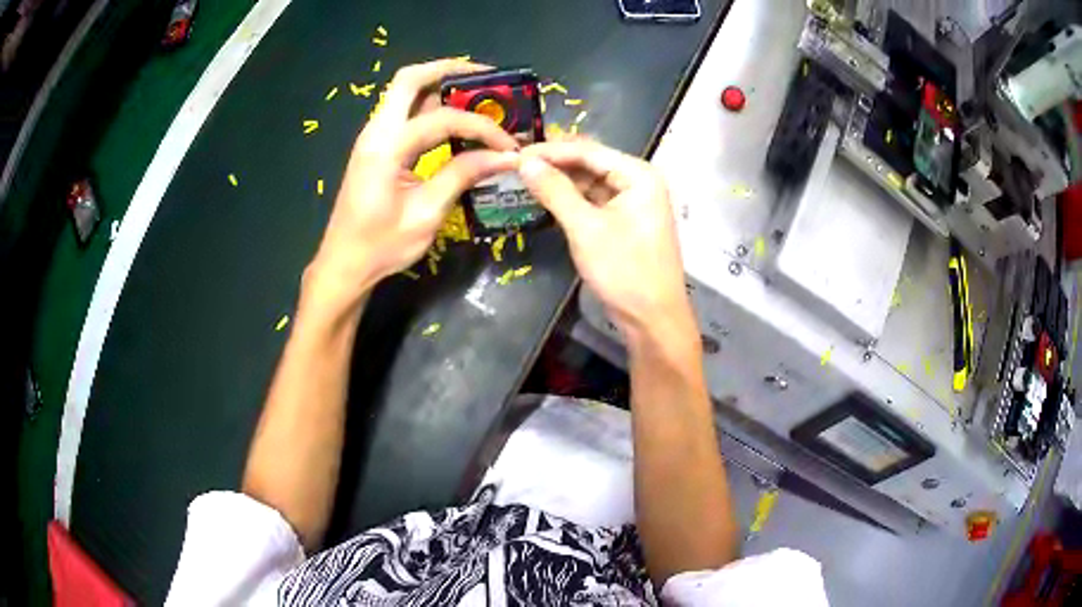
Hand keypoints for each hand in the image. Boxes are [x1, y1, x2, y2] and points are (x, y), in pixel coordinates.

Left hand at [310, 59, 519, 302]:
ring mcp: (372, 137)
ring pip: (405, 92)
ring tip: (477, 94)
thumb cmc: (381, 246)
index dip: (482, 127)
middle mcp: (375, 132)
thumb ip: (463, 175)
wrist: (344, 265)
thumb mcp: (427, 214)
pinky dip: (430, 105)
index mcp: (386, 148)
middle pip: (409, 79)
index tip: (509, 145)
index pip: (443, 119)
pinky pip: (403, 112)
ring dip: (440, 85)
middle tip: (487, 79)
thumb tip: (505, 157)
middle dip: (449, 71)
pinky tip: (454, 119)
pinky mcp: (375, 147)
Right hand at [518, 140, 691, 337]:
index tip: (515, 152)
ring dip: (562, 181)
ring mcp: (634, 202)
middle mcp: (640, 181)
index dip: (550, 150)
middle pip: (591, 163)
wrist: (653, 319)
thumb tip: (525, 162)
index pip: (589, 151)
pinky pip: (596, 201)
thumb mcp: (585, 228)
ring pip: (592, 182)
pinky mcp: (626, 221)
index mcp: (639, 175)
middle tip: (517, 164)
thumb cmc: (624, 271)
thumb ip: (555, 191)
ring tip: (525, 178)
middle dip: (556, 163)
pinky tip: (548, 197)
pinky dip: (573, 199)